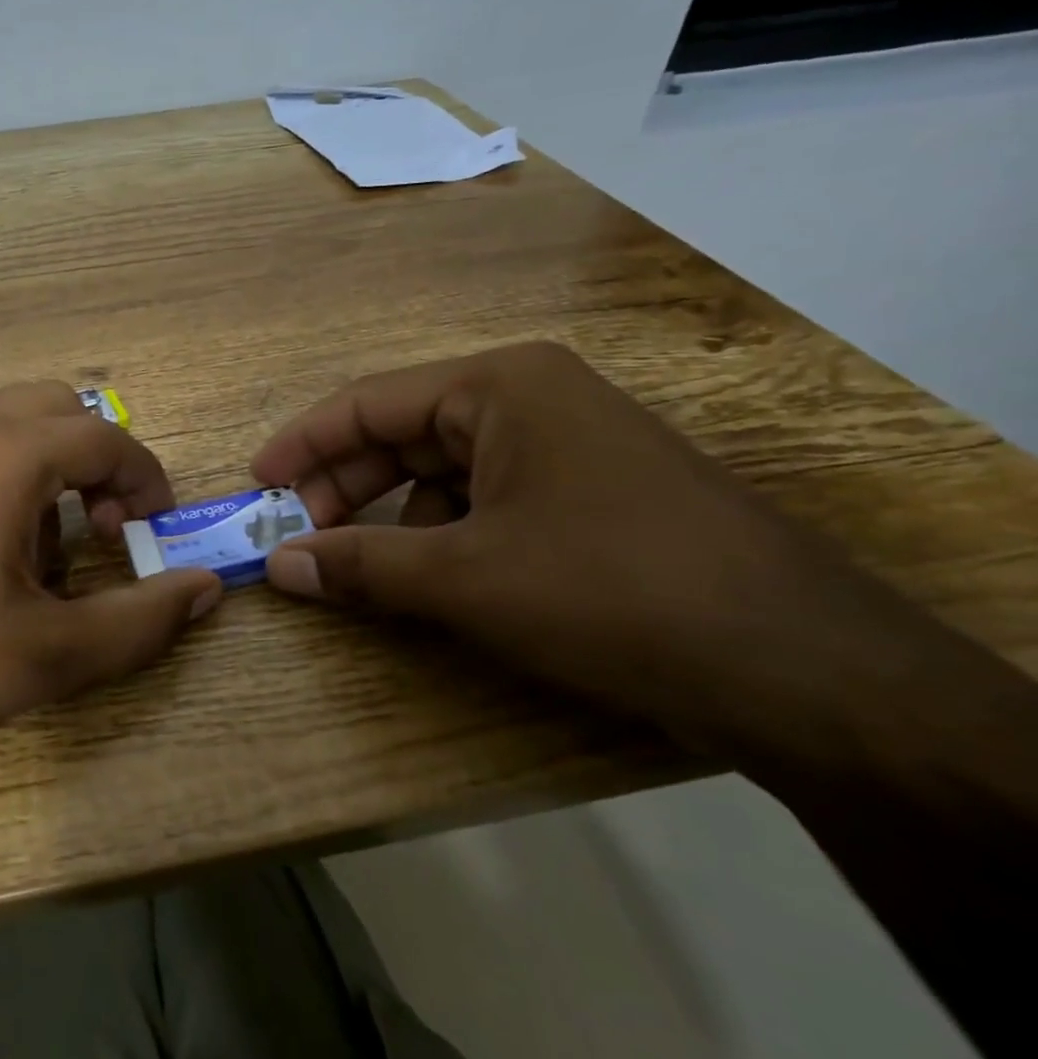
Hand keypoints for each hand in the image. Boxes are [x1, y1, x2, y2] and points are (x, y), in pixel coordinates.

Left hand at [0, 382, 221, 778]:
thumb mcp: (49, 655)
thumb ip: (142, 619)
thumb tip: (207, 588)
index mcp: (4, 454)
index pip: (106, 439)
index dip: (146, 481)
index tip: (155, 533)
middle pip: (59, 411)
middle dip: (97, 463)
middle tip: (102, 533)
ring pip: (10, 420)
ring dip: (48, 465)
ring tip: (42, 548)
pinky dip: (1, 469)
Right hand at [251, 342, 937, 749]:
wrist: (802, 671)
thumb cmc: (609, 591)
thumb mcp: (465, 578)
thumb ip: (359, 566)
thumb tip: (275, 566)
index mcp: (500, 387)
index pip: (368, 403)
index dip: (302, 445)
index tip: (256, 485)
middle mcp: (531, 401)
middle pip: (402, 434)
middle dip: (343, 487)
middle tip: (294, 534)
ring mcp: (565, 448)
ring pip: (441, 472)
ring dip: (389, 516)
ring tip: (353, 565)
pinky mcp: (588, 496)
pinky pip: (484, 501)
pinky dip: (441, 535)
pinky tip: (428, 578)